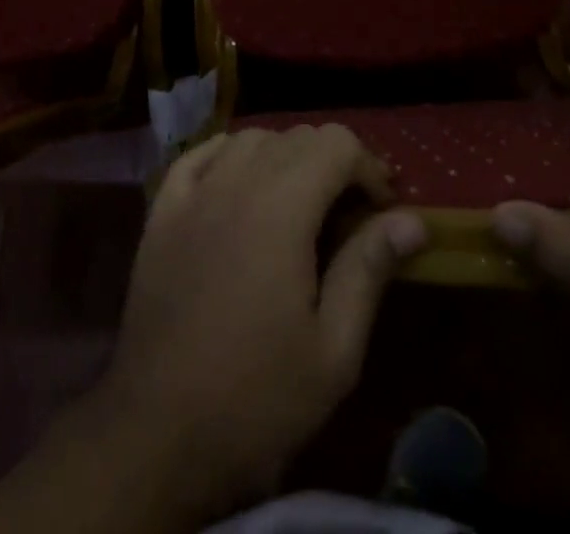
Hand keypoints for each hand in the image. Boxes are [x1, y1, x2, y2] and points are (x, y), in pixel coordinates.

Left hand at [94, 126, 427, 514]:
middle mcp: (236, 182)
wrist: (157, 433)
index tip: (383, 209)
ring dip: (284, 155)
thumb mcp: (333, 350)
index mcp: (281, 208)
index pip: (336, 143)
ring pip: (250, 138)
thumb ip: (369, 269)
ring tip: (300, 200)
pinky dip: (229, 154)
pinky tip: (239, 181)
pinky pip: (199, 154)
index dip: (369, 167)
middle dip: (333, 161)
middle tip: (350, 211)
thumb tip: (412, 219)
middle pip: (296, 136)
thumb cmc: (256, 398)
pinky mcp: (161, 211)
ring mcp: (193, 192)